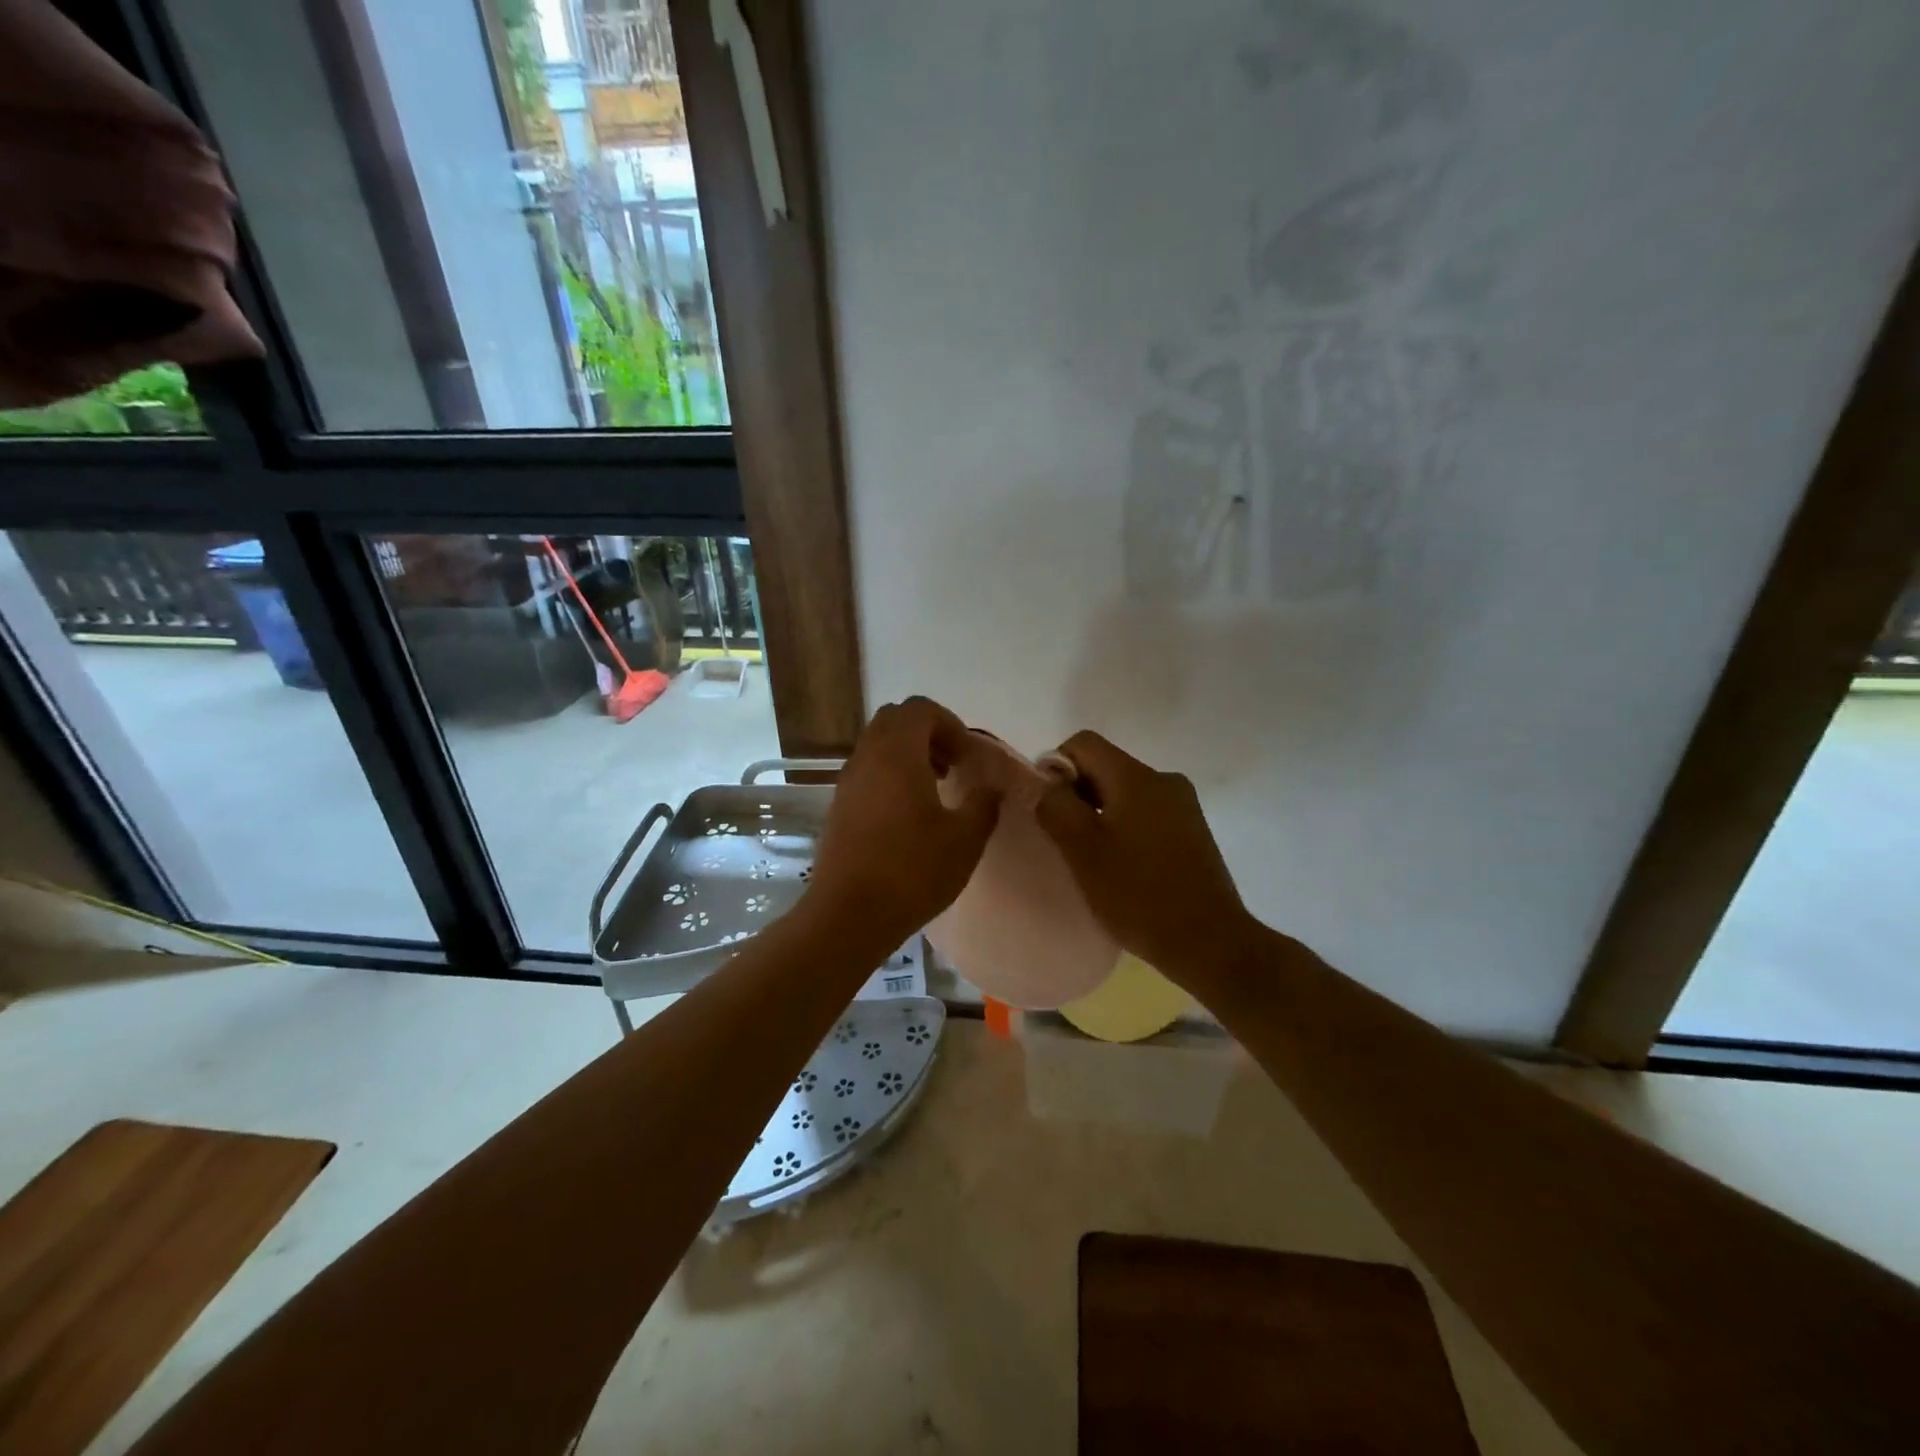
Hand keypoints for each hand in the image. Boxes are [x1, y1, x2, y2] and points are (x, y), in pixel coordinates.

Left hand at [804, 697, 1001, 945]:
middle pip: (895, 720)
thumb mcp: (965, 839)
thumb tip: (991, 785)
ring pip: (878, 746)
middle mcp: (866, 757)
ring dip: (909, 755)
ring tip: (935, 791)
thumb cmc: (912, 871)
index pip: (920, 709)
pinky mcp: (838, 807)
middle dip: (928, 734)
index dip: (950, 724)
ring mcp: (847, 782)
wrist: (848, 915)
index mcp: (897, 753)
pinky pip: (867, 771)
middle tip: (953, 766)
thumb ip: (984, 803)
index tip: (968, 758)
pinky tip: (909, 816)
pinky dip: (890, 776)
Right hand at [1034, 731, 1255, 986]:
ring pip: (1125, 792)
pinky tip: (1122, 866)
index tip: (1048, 809)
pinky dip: (1125, 828)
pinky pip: (1147, 813)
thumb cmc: (1139, 894)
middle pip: (1105, 766)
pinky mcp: (1193, 831)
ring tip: (1092, 858)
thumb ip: (1056, 806)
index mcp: (1136, 777)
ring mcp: (1184, 805)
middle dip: (1077, 794)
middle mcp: (1164, 779)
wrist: (1210, 942)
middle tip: (1064, 839)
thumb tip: (1045, 784)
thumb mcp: (1083, 851)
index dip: (1055, 767)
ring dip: (1100, 814)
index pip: (1083, 743)